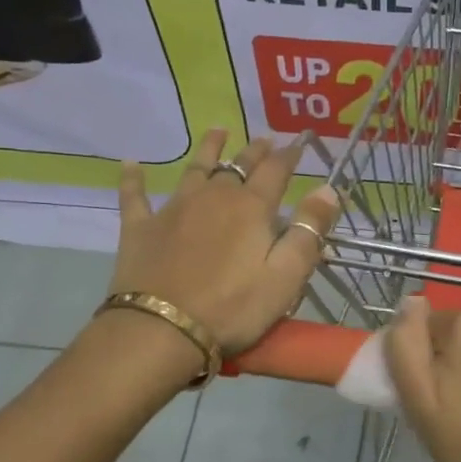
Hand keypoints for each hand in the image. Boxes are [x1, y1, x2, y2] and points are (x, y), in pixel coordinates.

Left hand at [111, 130, 339, 354]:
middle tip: (265, 139)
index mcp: (251, 208)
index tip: (299, 142)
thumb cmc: (233, 307)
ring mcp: (174, 209)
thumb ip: (309, 230)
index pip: (276, 171)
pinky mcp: (141, 228)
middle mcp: (214, 197)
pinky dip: (133, 178)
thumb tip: (329, 188)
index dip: (289, 155)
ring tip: (218, 131)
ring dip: (209, 149)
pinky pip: (135, 195)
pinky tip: (131, 163)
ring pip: (195, 169)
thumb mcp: (286, 275)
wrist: (161, 330)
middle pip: (238, 166)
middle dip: (255, 151)